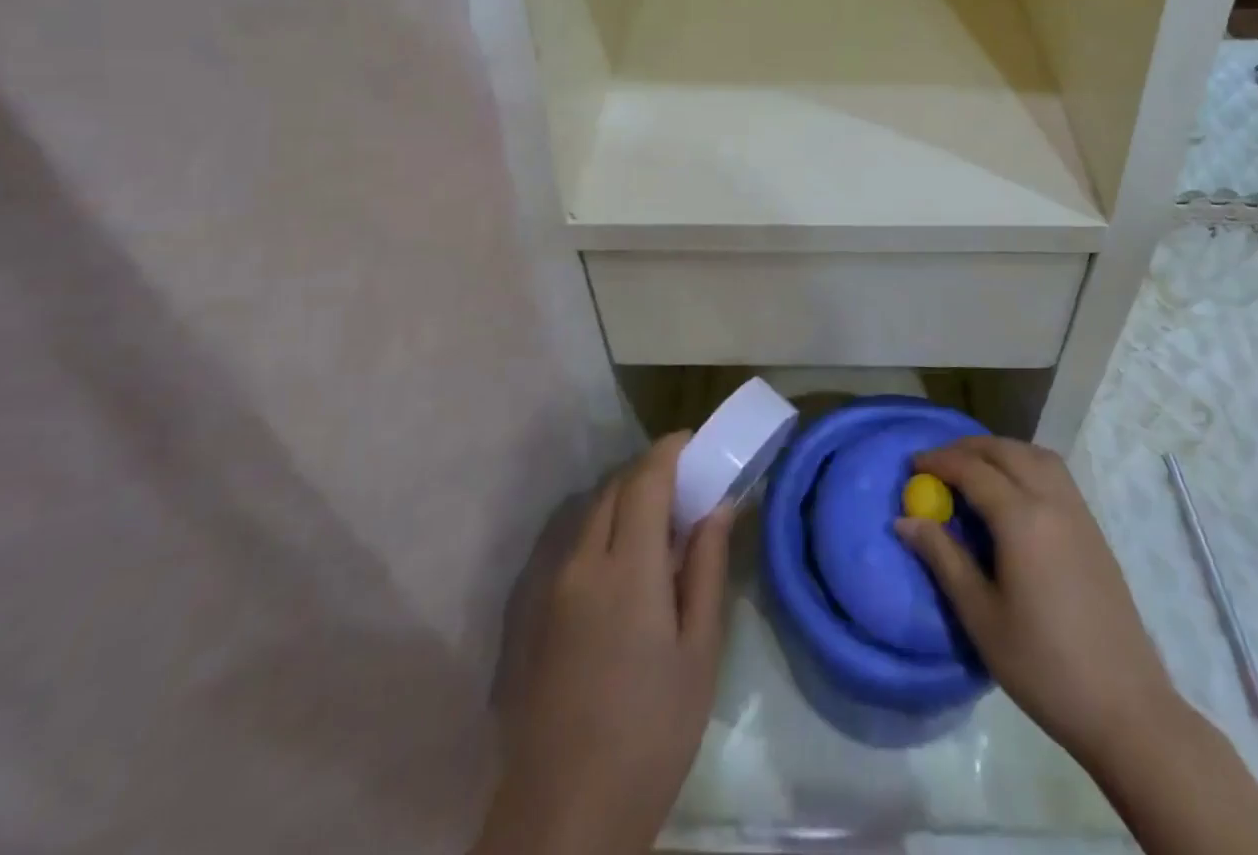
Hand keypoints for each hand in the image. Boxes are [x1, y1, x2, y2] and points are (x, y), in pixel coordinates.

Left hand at [476, 433, 731, 854]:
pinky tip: (628, 563)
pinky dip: (606, 527)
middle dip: (651, 471)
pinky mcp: (537, 613)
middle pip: (615, 488)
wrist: (563, 817)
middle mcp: (583, 562)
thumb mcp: (699, 652)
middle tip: (688, 483)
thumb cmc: (651, 733)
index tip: (697, 440)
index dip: (671, 450)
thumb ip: (707, 568)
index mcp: (628, 568)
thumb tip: (719, 506)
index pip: (646, 479)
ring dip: (627, 498)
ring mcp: (553, 587)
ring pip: (592, 513)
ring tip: (664, 521)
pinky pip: (576, 544)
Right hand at [896, 437, 1177, 763]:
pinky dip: (1025, 464)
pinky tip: (1012, 492)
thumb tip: (905, 520)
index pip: (972, 470)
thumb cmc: (1043, 666)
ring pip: (1035, 455)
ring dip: (1000, 451)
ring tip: (973, 470)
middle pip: (1005, 451)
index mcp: (1022, 519)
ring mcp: (1079, 512)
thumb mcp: (980, 615)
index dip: (939, 461)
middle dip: (967, 448)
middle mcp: (1052, 501)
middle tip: (937, 464)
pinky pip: (1054, 474)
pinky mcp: (1093, 529)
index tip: (912, 465)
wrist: (1125, 708)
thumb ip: (943, 558)